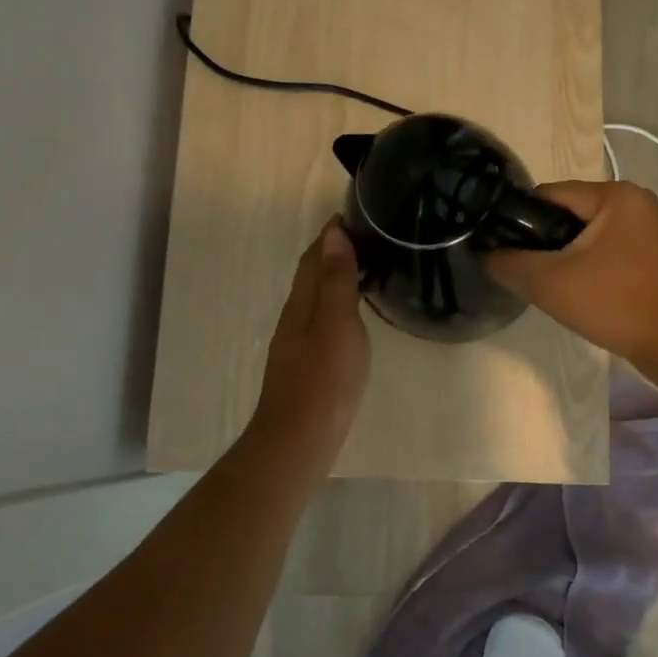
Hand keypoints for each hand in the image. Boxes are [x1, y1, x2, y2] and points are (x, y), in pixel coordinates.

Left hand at [247, 218, 371, 464]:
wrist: (298, 442)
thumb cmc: (324, 381)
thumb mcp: (337, 324)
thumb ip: (336, 281)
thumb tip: (333, 233)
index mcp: (301, 304)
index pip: (313, 258)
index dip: (328, 235)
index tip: (350, 214)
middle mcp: (293, 319)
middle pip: (310, 277)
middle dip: (330, 253)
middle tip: (363, 238)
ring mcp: (296, 346)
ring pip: (314, 300)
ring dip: (332, 280)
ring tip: (361, 270)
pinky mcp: (304, 367)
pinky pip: (320, 322)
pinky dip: (334, 307)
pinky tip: (349, 319)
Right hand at [487, 180, 657, 393]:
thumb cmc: (616, 305)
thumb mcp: (550, 283)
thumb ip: (510, 263)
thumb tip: (487, 255)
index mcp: (615, 195)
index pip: (548, 194)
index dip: (519, 220)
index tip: (503, 250)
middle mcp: (635, 202)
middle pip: (567, 213)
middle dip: (543, 242)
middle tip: (526, 274)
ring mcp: (648, 229)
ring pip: (585, 235)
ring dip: (563, 257)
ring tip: (549, 286)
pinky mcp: (652, 255)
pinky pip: (605, 250)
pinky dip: (586, 266)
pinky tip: (578, 293)